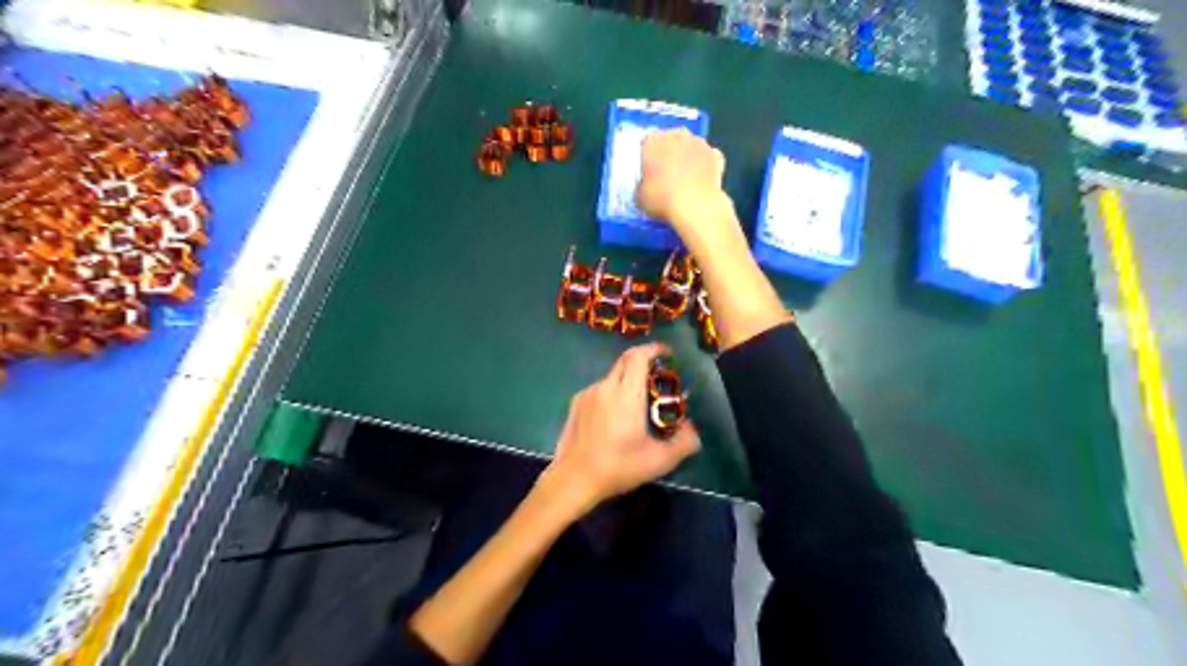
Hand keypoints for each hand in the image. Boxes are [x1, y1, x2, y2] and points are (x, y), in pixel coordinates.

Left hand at [542, 344, 696, 515]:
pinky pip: (599, 389)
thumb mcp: (659, 461)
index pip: (640, 357)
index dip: (654, 349)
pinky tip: (614, 417)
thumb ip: (683, 443)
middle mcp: (606, 386)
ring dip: (628, 379)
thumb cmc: (618, 467)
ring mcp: (588, 393)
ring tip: (637, 403)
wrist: (573, 479)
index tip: (667, 354)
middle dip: (643, 360)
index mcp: (627, 394)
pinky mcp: (576, 403)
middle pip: (626, 360)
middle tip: (657, 375)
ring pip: (612, 375)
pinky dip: (612, 393)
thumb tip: (693, 430)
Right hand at [641, 126, 734, 237]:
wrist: (696, 206)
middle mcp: (676, 135)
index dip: (646, 156)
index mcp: (652, 141)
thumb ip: (642, 185)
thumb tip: (646, 185)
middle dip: (668, 152)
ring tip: (684, 177)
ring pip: (690, 145)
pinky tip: (702, 181)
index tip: (647, 169)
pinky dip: (705, 166)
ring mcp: (699, 143)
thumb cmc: (662, 200)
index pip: (645, 142)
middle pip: (670, 139)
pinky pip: (708, 158)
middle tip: (665, 172)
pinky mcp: (716, 155)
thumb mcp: (640, 197)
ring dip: (687, 156)